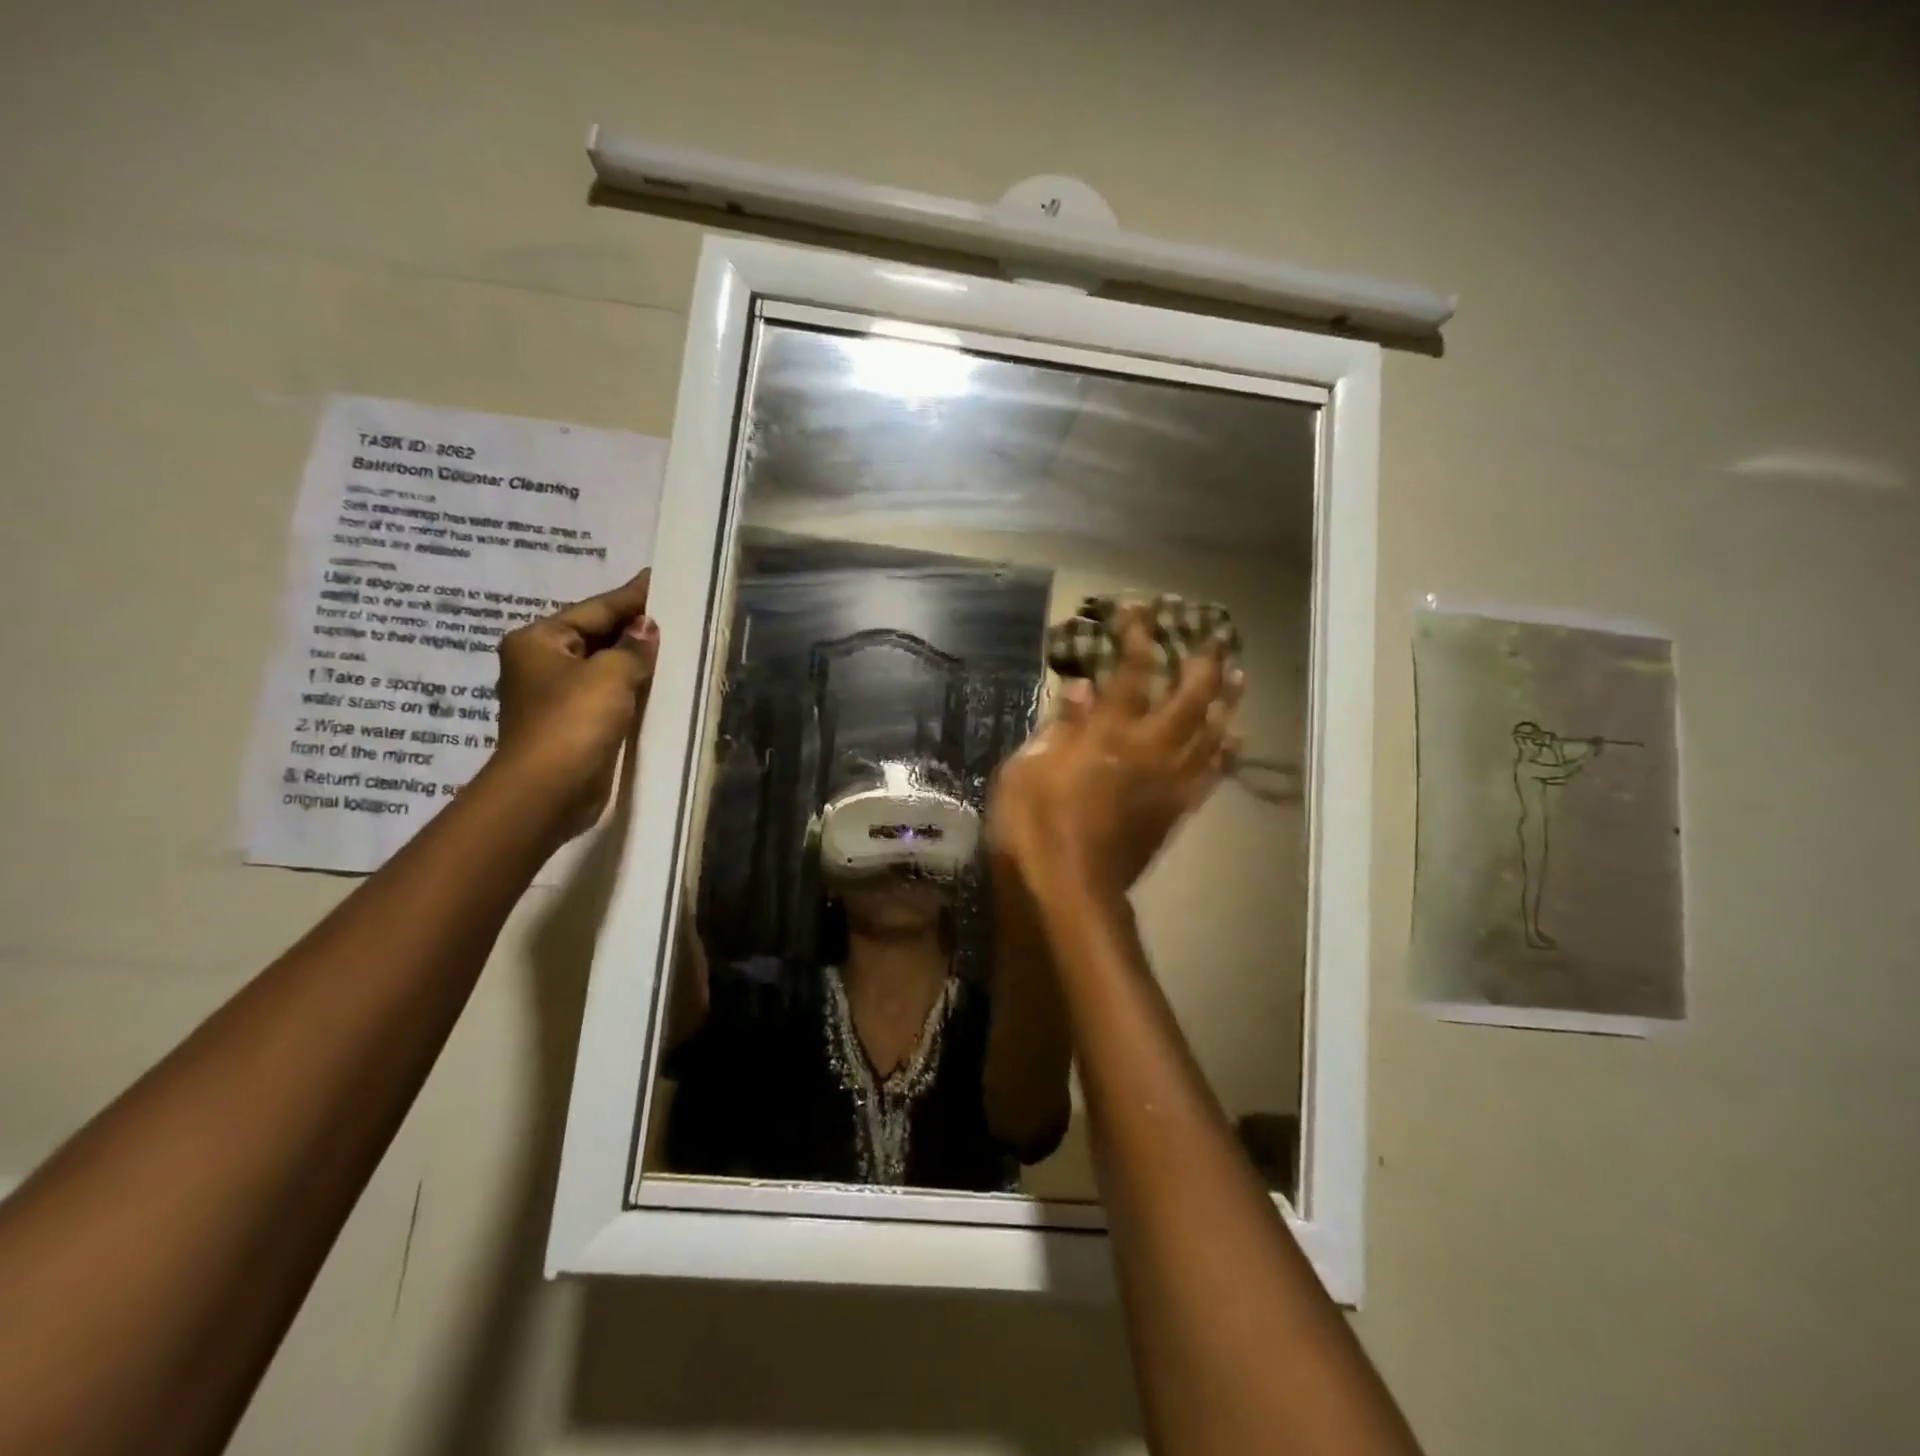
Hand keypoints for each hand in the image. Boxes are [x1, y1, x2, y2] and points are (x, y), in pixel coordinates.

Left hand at [492, 570, 657, 838]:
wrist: (548, 791)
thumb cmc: (573, 721)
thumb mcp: (610, 674)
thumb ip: (633, 647)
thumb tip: (647, 628)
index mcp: (539, 641)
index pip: (594, 609)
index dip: (630, 596)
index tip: (656, 578)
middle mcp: (540, 663)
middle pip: (594, 635)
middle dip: (632, 627)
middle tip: (673, 611)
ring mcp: (554, 696)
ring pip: (602, 666)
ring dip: (633, 658)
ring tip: (672, 642)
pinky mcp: (572, 725)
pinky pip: (606, 694)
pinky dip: (630, 686)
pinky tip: (657, 681)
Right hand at [989, 606, 1240, 898]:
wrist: (1071, 888)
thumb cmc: (1036, 825)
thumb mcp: (1028, 768)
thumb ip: (1060, 725)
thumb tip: (1083, 686)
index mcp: (1108, 733)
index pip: (1130, 672)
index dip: (1138, 636)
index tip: (1142, 609)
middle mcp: (1148, 749)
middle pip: (1188, 697)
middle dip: (1202, 663)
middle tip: (1213, 638)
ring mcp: (1169, 781)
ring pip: (1211, 733)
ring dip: (1226, 702)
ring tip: (1240, 676)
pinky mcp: (1177, 811)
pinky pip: (1211, 776)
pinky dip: (1225, 754)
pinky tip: (1235, 737)